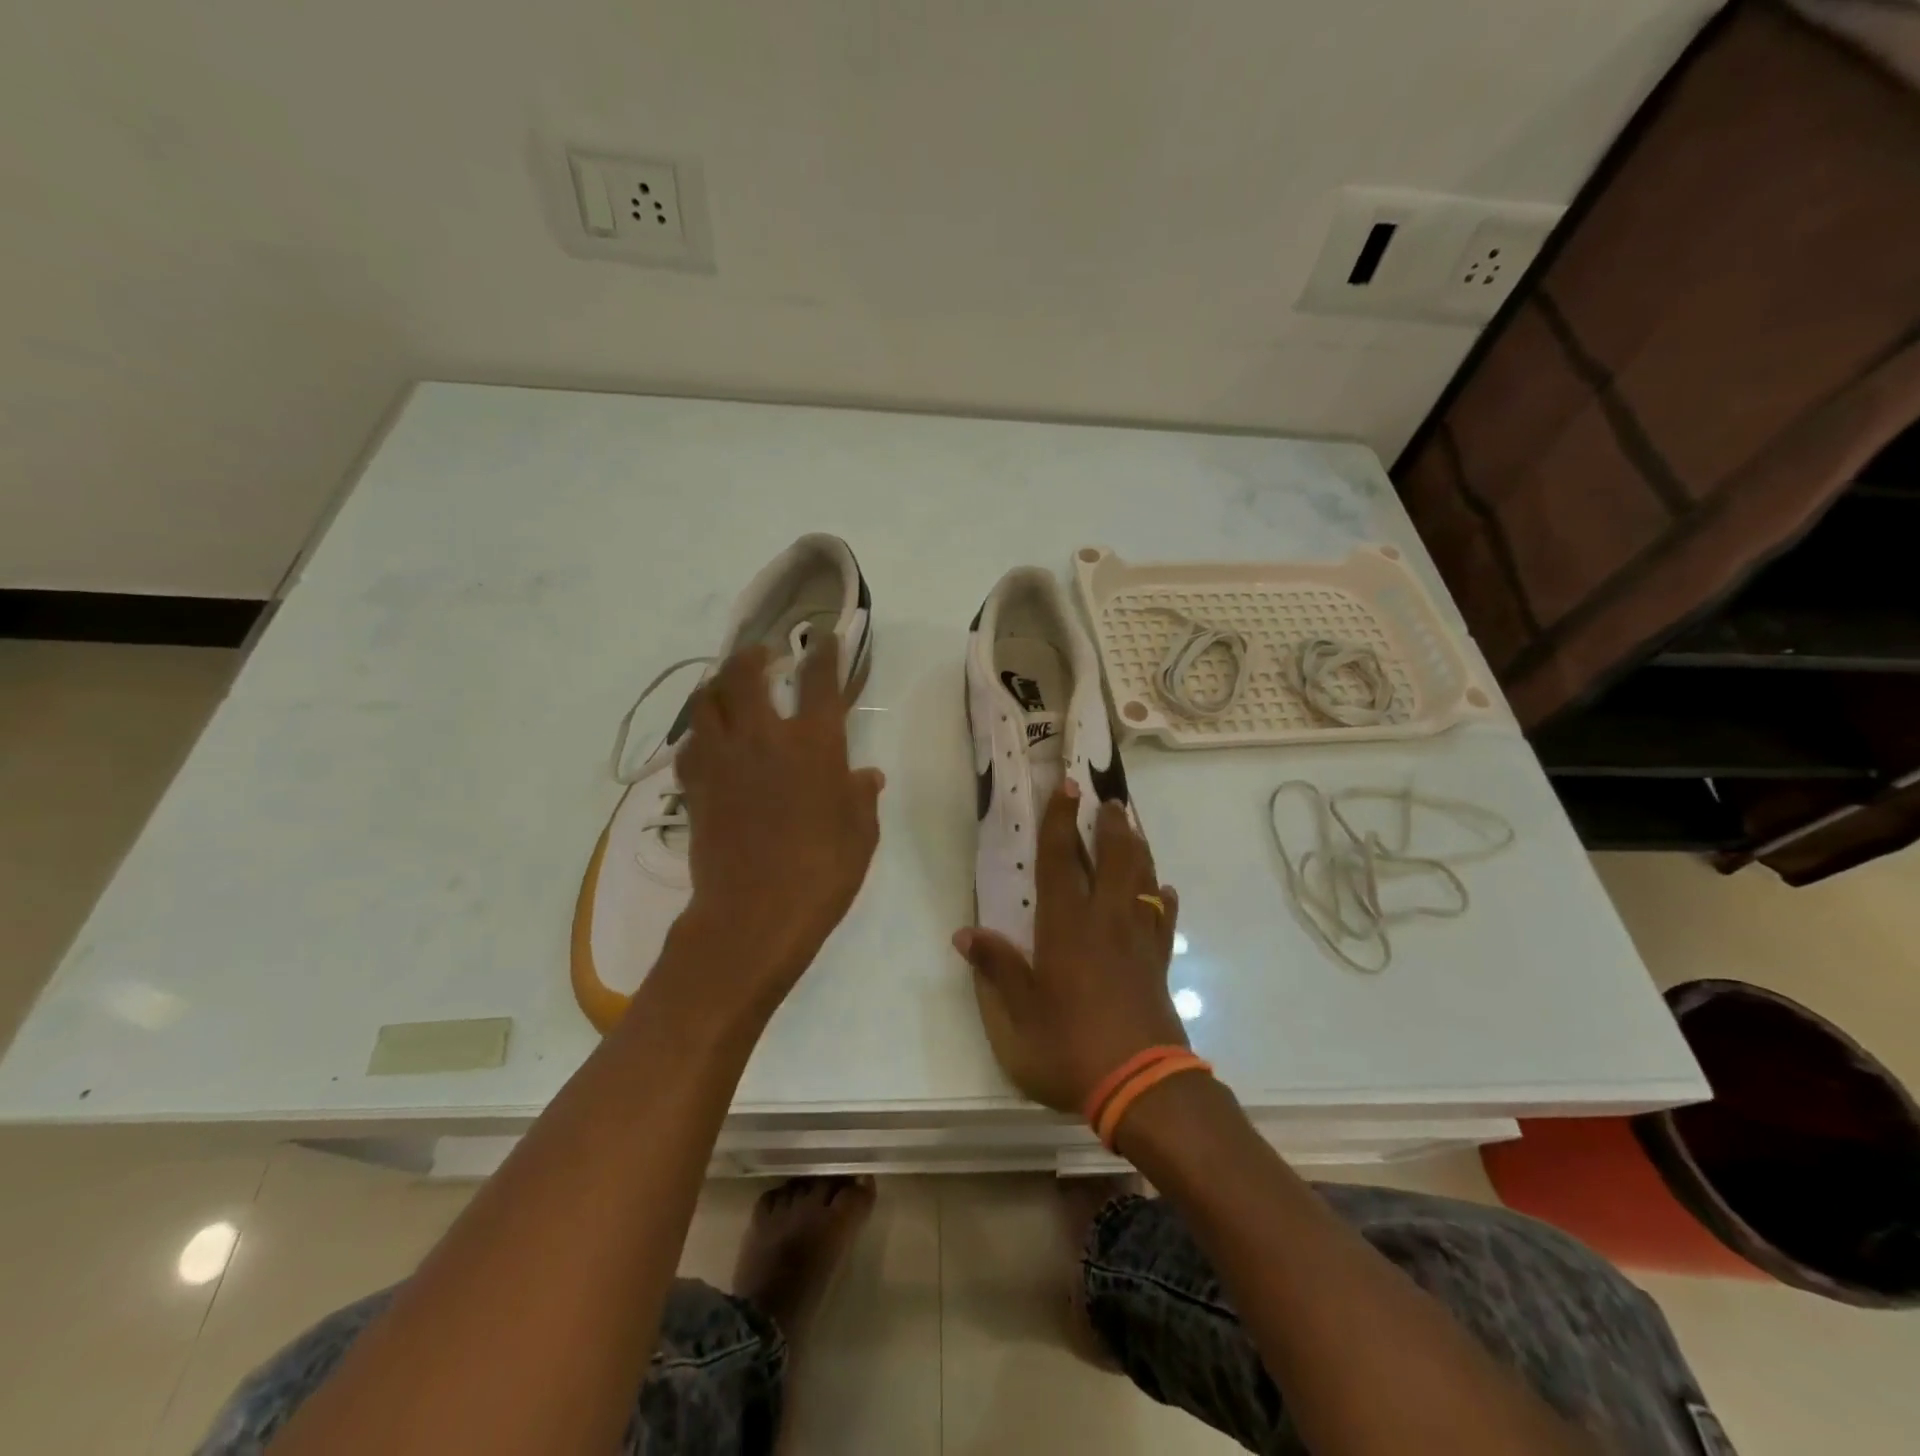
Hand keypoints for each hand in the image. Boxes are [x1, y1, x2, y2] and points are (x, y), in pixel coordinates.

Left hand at [673, 637, 884, 1007]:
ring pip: (706, 701)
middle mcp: (764, 737)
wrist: (754, 913)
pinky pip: (689, 744)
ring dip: (717, 686)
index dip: (823, 652)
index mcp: (814, 744)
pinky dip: (699, 733)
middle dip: (753, 655)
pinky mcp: (695, 785)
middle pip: (745, 674)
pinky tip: (707, 742)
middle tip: (762, 656)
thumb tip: (866, 776)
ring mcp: (723, 759)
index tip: (823, 637)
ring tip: (727, 689)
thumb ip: (861, 796)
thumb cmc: (822, 872)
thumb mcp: (860, 834)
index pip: (819, 680)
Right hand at [954, 782, 1188, 1112]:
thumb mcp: (1018, 1015)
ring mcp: (1138, 941)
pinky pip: (1164, 921)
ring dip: (1138, 850)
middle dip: (1110, 825)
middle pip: (1112, 859)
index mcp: (1066, 926)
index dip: (1060, 820)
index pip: (1061, 860)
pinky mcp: (1159, 964)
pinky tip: (1162, 892)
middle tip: (1109, 800)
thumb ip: (996, 969)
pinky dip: (1162, 901)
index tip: (1067, 786)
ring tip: (1134, 829)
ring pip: (1141, 880)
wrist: (1142, 1085)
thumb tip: (964, 934)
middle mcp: (1105, 921)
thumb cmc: (1071, 1046)